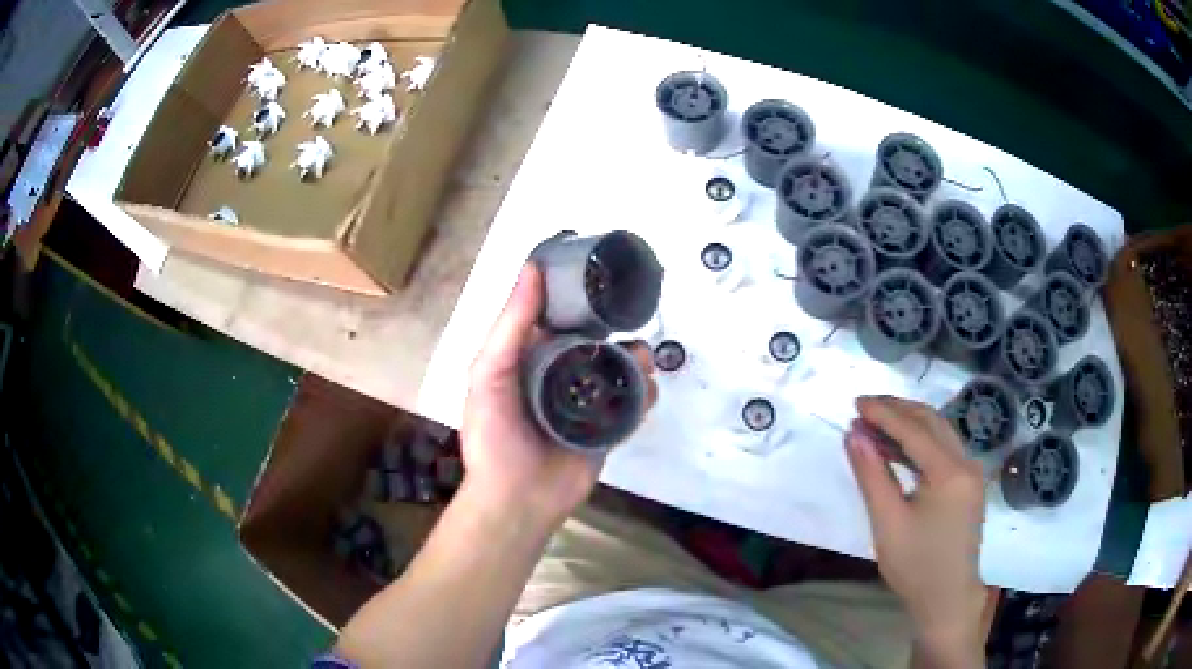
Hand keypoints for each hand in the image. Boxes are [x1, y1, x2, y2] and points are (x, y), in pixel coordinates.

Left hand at [460, 263, 654, 528]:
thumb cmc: (494, 435)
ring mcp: (585, 402)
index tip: (602, 272)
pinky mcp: (606, 427)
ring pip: (618, 369)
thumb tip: (533, 268)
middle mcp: (558, 373)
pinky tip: (646, 389)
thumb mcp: (490, 373)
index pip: (556, 315)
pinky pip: (630, 403)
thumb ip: (512, 324)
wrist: (517, 500)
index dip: (577, 294)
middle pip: (594, 340)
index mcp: (528, 356)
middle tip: (634, 316)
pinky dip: (643, 393)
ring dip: (635, 358)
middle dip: (614, 328)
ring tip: (643, 358)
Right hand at [845, 396, 987, 666]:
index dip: (884, 413)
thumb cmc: (915, 565)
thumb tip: (853, 434)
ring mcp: (971, 473)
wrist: (947, 597)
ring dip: (909, 424)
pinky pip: (944, 450)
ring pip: (940, 433)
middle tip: (865, 407)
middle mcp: (967, 463)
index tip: (856, 402)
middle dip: (898, 410)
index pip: (915, 430)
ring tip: (876, 424)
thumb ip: (871, 475)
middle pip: (932, 422)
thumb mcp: (887, 522)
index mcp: (950, 472)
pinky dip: (920, 443)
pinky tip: (897, 449)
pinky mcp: (968, 484)